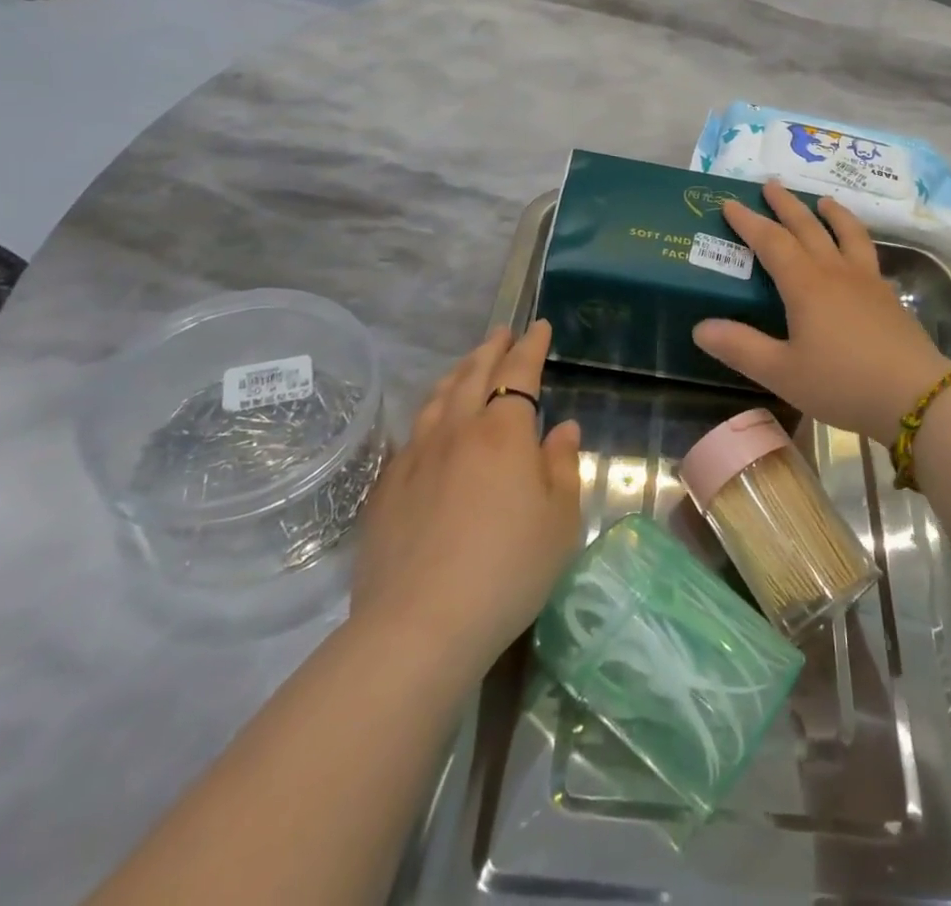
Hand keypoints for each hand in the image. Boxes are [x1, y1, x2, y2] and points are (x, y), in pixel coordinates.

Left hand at [349, 321, 581, 670]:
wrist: (420, 624)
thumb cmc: (508, 568)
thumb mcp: (560, 520)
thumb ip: (562, 466)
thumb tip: (564, 428)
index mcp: (503, 432)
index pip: (518, 372)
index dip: (530, 346)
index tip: (538, 326)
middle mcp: (457, 431)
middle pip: (473, 374)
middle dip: (491, 349)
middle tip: (501, 332)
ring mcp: (416, 457)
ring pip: (438, 399)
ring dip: (457, 373)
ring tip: (467, 365)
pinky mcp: (387, 488)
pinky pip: (412, 434)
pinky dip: (429, 414)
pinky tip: (431, 425)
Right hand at [692, 182, 950, 443]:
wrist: (914, 395)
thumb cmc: (841, 382)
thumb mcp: (781, 372)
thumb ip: (740, 347)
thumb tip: (700, 326)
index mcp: (806, 284)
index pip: (772, 242)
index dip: (748, 222)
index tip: (730, 203)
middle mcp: (836, 271)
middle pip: (808, 227)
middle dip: (786, 205)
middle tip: (770, 184)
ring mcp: (867, 280)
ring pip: (847, 233)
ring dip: (831, 213)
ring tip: (823, 200)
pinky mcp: (888, 295)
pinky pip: (867, 251)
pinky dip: (855, 237)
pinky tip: (856, 249)